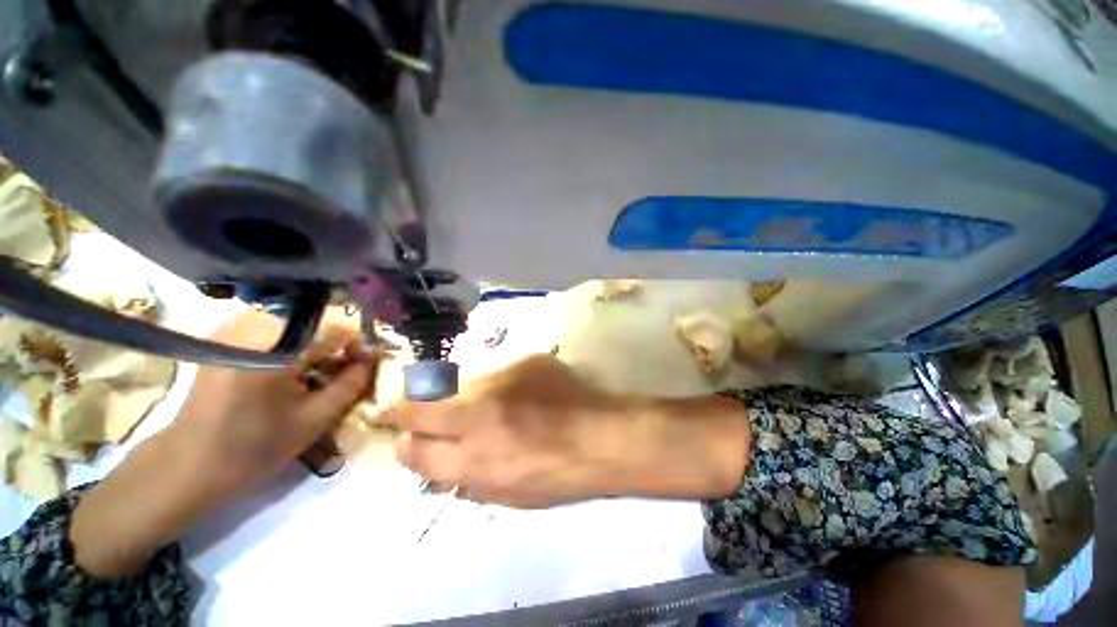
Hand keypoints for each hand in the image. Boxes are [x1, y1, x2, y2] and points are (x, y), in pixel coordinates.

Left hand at [167, 310, 374, 495]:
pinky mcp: (225, 334)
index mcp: (275, 348)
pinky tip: (289, 373)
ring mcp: (235, 326)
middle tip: (339, 376)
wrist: (189, 463)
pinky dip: (293, 347)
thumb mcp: (315, 419)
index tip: (363, 368)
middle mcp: (253, 326)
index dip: (358, 347)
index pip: (338, 329)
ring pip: (300, 326)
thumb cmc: (254, 447)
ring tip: (314, 377)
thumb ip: (351, 384)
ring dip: (315, 348)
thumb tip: (373, 359)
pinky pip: (277, 330)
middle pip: (318, 325)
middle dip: (336, 348)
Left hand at [386, 354, 750, 508]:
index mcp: (474, 415)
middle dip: (407, 440)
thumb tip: (471, 388)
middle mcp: (468, 456)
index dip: (401, 407)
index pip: (415, 416)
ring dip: (436, 460)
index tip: (400, 401)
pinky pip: (471, 489)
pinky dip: (467, 473)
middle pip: (412, 457)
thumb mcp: (527, 368)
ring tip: (457, 443)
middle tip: (421, 426)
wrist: (601, 444)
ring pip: (438, 480)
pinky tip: (495, 458)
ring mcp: (484, 486)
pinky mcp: (505, 504)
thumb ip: (492, 377)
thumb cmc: (564, 395)